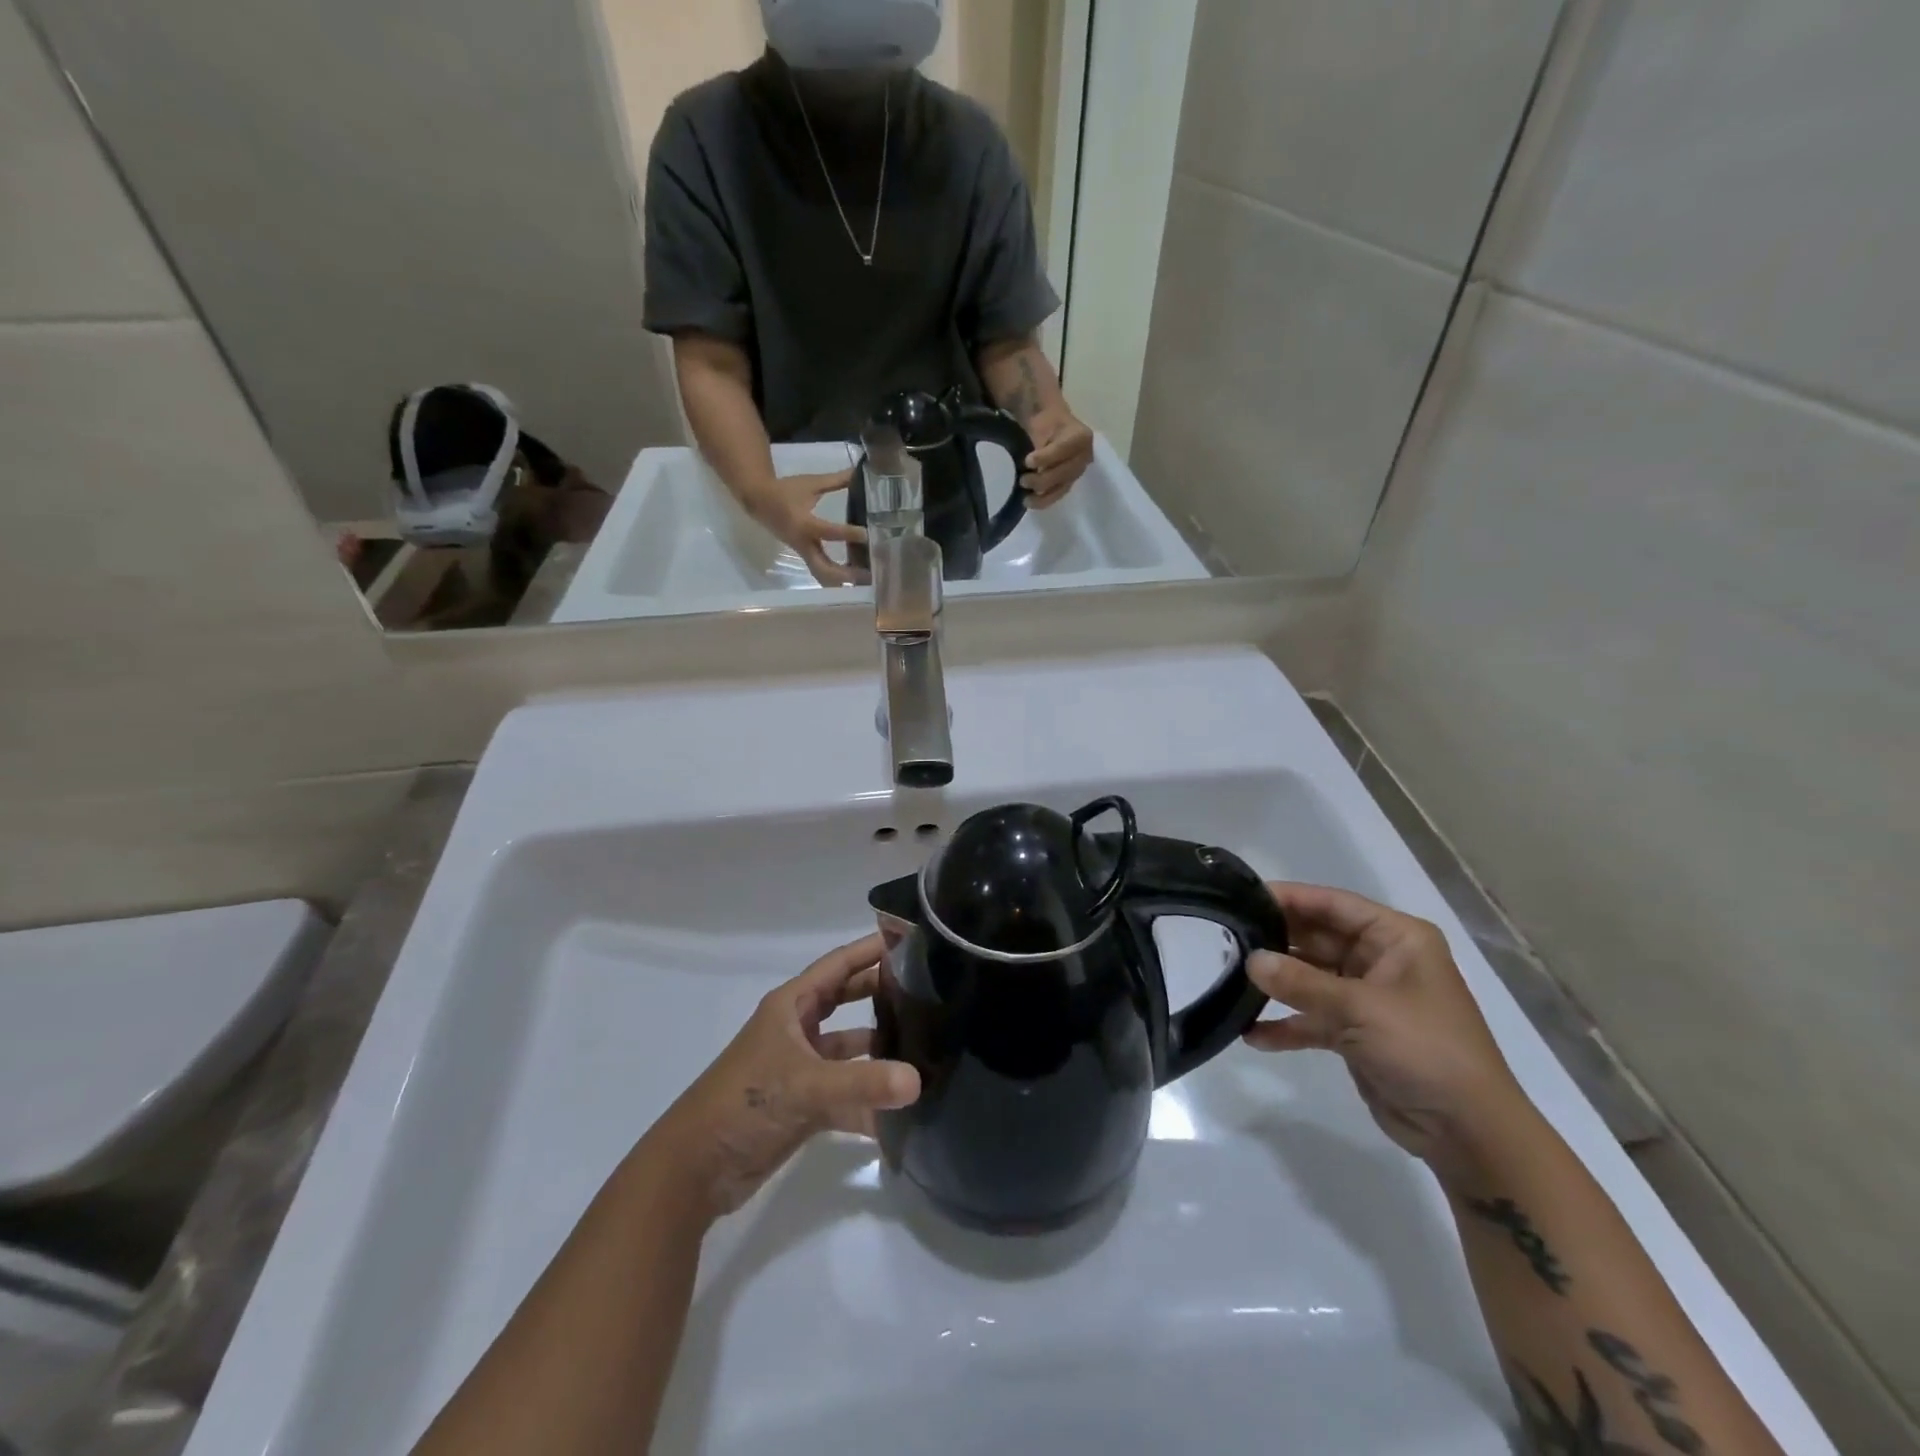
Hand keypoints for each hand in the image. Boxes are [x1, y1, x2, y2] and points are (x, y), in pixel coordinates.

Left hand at [650, 935, 919, 1218]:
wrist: (695, 1170)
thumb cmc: (743, 1104)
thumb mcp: (804, 1086)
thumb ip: (862, 1082)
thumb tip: (918, 1081)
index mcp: (791, 1006)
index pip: (838, 965)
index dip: (871, 949)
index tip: (912, 938)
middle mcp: (798, 1030)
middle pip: (847, 1000)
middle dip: (881, 993)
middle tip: (929, 989)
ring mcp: (802, 1068)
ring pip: (849, 1048)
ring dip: (881, 1048)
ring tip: (927, 1044)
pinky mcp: (804, 1105)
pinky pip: (847, 1093)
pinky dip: (871, 1099)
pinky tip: (906, 1107)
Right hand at [745, 471, 868, 586]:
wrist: (758, 501)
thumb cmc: (785, 490)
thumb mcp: (810, 483)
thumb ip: (836, 480)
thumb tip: (858, 472)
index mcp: (804, 523)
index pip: (829, 532)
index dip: (848, 533)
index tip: (867, 534)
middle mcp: (803, 543)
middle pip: (824, 567)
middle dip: (846, 573)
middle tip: (869, 574)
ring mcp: (802, 552)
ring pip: (822, 574)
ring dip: (843, 580)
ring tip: (866, 579)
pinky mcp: (804, 556)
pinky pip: (820, 570)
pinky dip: (836, 575)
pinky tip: (854, 575)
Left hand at [1022, 408, 1093, 508]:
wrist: (1047, 421)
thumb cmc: (1043, 415)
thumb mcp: (1038, 410)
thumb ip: (1031, 417)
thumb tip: (1014, 419)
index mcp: (1080, 436)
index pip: (1064, 449)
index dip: (1046, 457)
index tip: (1027, 461)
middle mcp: (1084, 455)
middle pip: (1064, 473)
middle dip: (1042, 480)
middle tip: (1022, 480)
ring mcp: (1077, 471)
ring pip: (1061, 487)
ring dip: (1042, 495)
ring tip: (1025, 497)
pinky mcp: (1068, 483)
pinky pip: (1057, 494)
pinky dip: (1043, 501)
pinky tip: (1029, 502)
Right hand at [1244, 884, 1529, 1186]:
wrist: (1468, 1131)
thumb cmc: (1425, 1049)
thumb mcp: (1360, 1008)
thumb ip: (1301, 983)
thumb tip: (1250, 960)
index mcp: (1396, 939)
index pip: (1333, 905)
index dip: (1290, 898)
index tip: (1243, 897)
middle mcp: (1381, 960)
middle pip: (1317, 939)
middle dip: (1276, 941)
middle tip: (1226, 938)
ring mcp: (1367, 998)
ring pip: (1311, 978)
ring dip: (1277, 984)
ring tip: (1231, 979)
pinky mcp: (1356, 1034)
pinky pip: (1313, 1018)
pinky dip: (1287, 1025)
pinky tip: (1252, 1034)